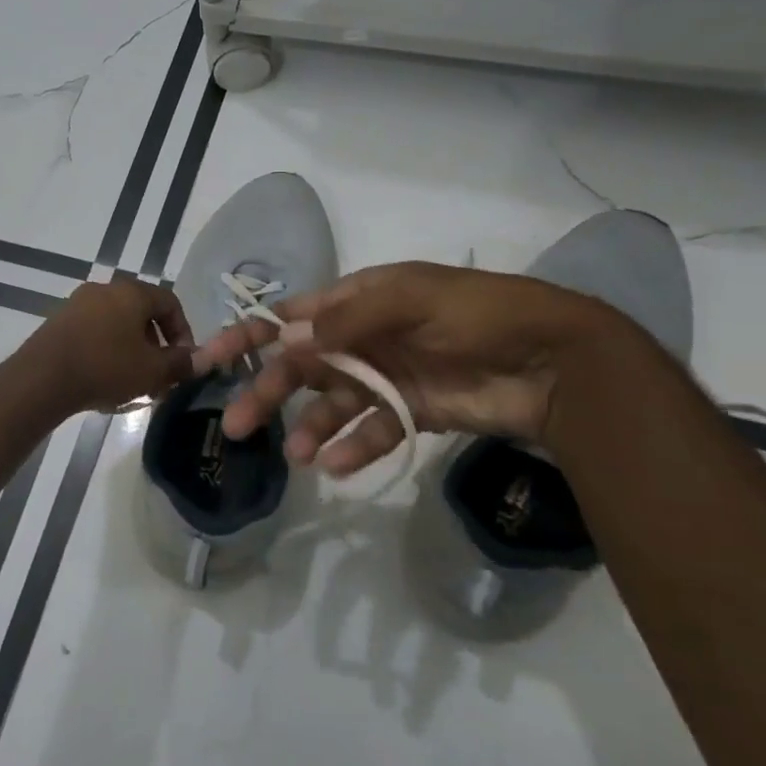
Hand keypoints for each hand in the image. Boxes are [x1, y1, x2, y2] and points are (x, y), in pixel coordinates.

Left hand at [18, 278, 195, 415]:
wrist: (42, 378)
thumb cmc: (105, 368)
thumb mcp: (152, 371)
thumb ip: (181, 363)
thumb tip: (201, 359)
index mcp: (132, 292)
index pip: (170, 303)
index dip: (183, 333)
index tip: (184, 361)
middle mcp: (105, 289)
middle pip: (142, 314)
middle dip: (156, 346)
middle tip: (159, 376)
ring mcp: (78, 304)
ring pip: (117, 325)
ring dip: (132, 351)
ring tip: (133, 383)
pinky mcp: (59, 322)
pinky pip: (94, 333)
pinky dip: (107, 351)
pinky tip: (105, 380)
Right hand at [191, 262, 613, 474]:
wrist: (556, 361)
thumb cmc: (481, 315)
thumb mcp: (414, 299)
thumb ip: (350, 319)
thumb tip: (288, 339)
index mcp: (357, 301)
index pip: (289, 317)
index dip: (247, 336)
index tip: (210, 361)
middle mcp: (363, 338)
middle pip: (301, 366)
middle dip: (265, 392)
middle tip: (235, 425)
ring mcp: (385, 377)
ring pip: (330, 404)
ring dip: (307, 427)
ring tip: (294, 455)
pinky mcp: (411, 412)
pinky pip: (371, 431)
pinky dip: (352, 447)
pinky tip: (332, 465)